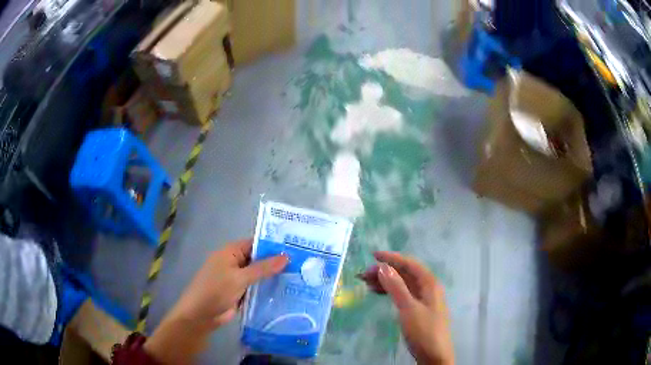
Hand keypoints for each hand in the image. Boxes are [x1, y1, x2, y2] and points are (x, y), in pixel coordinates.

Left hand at [145, 239, 287, 364]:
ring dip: (273, 278)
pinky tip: (287, 292)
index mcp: (231, 252)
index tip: (297, 249)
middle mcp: (235, 263)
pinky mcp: (240, 293)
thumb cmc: (215, 290)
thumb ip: (262, 268)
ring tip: (301, 277)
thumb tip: (286, 256)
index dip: (273, 246)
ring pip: (259, 275)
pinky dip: (267, 290)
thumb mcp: (239, 278)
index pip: (255, 244)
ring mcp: (237, 279)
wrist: (201, 315)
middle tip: (304, 265)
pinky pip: (256, 288)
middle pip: (258, 260)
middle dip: (277, 263)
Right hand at [359, 251, 454, 364]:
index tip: (373, 256)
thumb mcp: (408, 308)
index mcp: (429, 283)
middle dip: (386, 271)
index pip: (410, 264)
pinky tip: (378, 293)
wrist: (434, 355)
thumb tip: (383, 267)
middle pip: (405, 274)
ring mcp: (423, 299)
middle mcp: (428, 288)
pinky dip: (390, 292)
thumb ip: (396, 287)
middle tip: (364, 274)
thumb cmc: (424, 330)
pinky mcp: (418, 310)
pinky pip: (403, 294)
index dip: (392, 258)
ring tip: (366, 283)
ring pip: (403, 284)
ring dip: (386, 281)